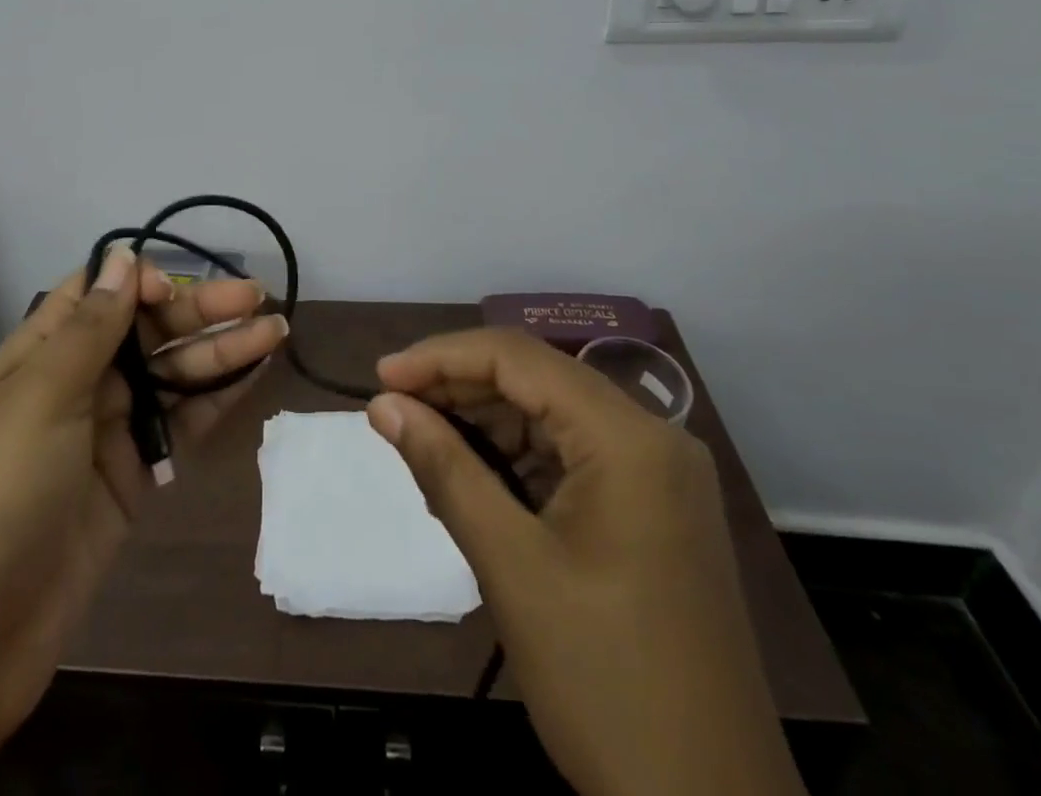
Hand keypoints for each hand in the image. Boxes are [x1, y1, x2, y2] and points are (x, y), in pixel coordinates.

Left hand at [0, 246, 284, 795]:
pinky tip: (256, 373)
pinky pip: (180, 423)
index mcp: (41, 354)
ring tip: (276, 330)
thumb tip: (122, 256)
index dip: (139, 282)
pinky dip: (217, 398)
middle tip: (257, 297)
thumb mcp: (41, 397)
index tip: (177, 289)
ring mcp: (109, 430)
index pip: (96, 295)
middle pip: (146, 330)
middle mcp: (77, 382)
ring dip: (221, 351)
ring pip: (172, 374)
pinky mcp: (135, 474)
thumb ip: (90, 328)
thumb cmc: (1, 493)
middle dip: (199, 311)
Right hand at [368, 330, 804, 795]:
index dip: (441, 358)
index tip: (381, 378)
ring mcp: (660, 474)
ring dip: (486, 424)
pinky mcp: (655, 509)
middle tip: (394, 412)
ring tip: (424, 447)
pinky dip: (519, 459)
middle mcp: (653, 437)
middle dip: (460, 389)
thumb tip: (383, 405)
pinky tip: (475, 480)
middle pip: (537, 380)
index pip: (518, 358)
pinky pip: (574, 455)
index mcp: (628, 437)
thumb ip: (443, 468)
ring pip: (552, 415)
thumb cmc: (605, 683)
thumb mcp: (510, 566)